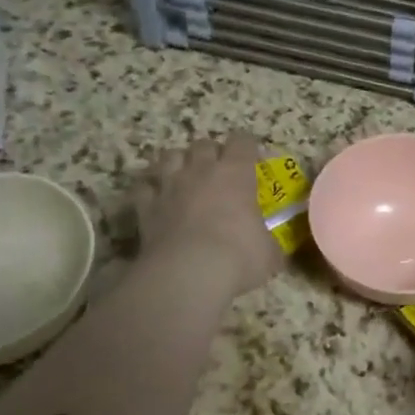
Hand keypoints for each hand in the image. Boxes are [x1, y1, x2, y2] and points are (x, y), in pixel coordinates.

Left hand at [124, 132, 282, 298]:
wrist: (188, 273)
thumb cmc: (239, 257)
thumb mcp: (269, 253)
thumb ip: (268, 243)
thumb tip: (270, 249)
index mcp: (236, 173)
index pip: (243, 142)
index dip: (248, 146)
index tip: (253, 158)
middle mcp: (201, 171)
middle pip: (203, 144)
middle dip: (211, 153)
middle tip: (218, 171)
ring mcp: (169, 186)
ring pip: (170, 156)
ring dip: (178, 163)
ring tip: (185, 177)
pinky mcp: (145, 207)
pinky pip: (143, 187)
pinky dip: (150, 190)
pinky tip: (156, 199)